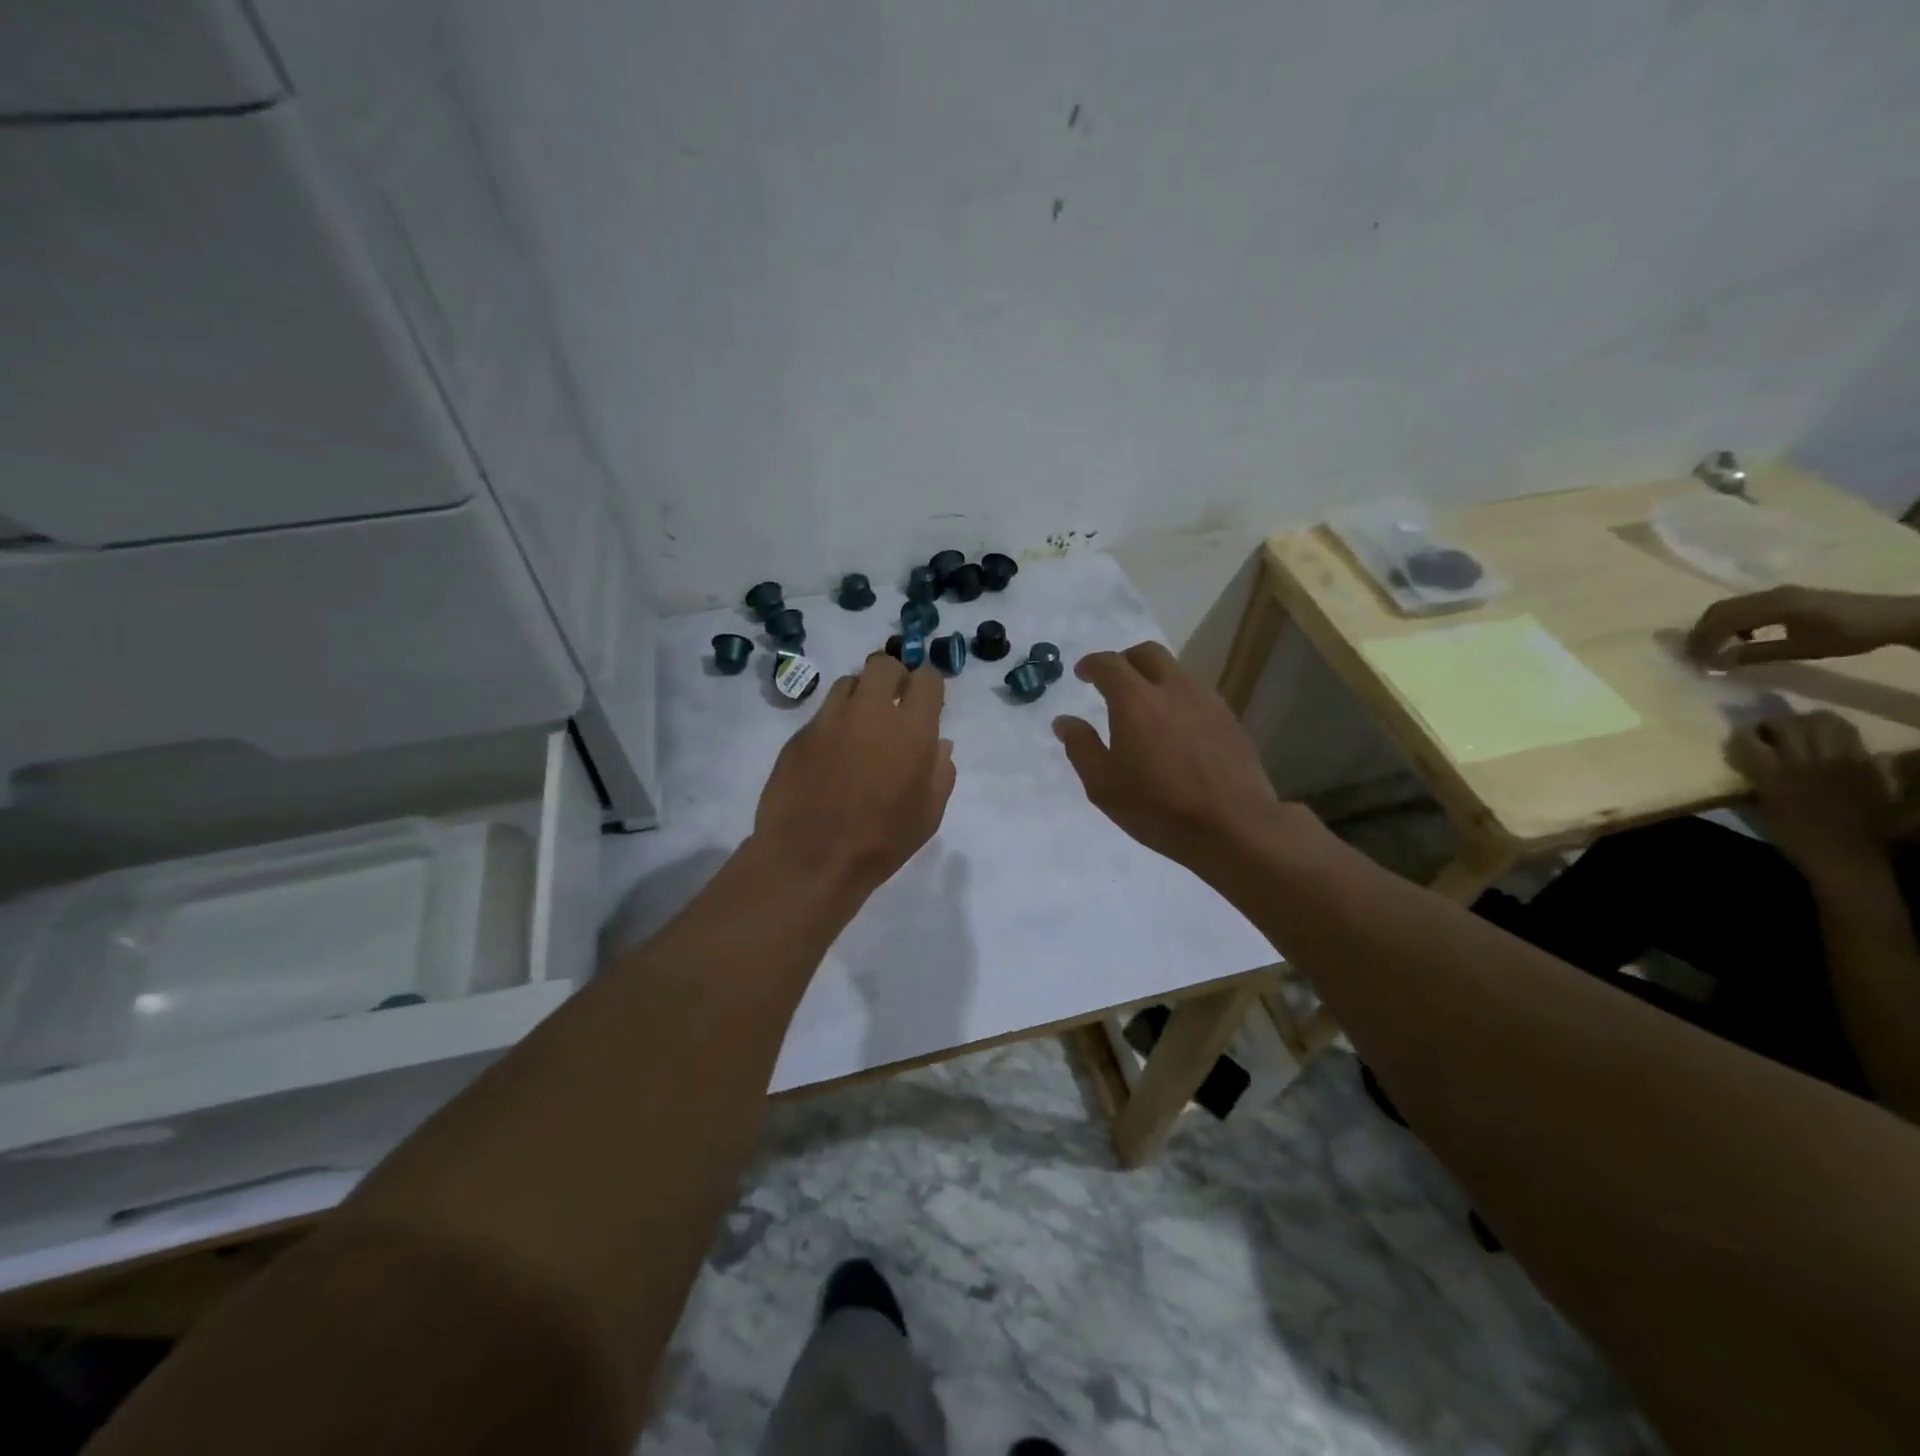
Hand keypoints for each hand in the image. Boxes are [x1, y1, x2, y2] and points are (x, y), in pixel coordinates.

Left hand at [752, 652, 954, 898]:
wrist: (811, 860)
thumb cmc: (882, 841)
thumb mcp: (928, 814)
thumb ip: (941, 771)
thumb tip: (939, 744)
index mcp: (911, 729)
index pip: (926, 678)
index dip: (928, 685)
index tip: (926, 701)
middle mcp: (869, 712)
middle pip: (882, 664)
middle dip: (892, 676)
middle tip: (893, 702)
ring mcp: (829, 720)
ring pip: (848, 683)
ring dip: (860, 697)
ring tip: (860, 728)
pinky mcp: (799, 735)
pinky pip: (822, 714)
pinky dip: (833, 724)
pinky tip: (832, 755)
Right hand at [1052, 642, 1288, 869]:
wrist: (1234, 826)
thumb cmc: (1158, 807)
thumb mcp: (1103, 785)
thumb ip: (1081, 747)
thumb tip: (1064, 721)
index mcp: (1135, 700)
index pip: (1109, 664)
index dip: (1092, 664)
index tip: (1081, 674)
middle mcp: (1173, 688)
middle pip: (1147, 653)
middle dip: (1125, 660)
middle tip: (1113, 681)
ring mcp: (1207, 700)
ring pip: (1176, 671)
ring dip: (1154, 678)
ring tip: (1144, 706)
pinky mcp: (1229, 718)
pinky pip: (1196, 693)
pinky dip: (1177, 698)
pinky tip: (1174, 727)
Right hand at [1685, 587, 1919, 667]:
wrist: (1891, 618)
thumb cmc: (1848, 636)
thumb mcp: (1802, 649)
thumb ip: (1757, 654)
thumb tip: (1717, 663)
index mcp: (1774, 606)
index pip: (1723, 620)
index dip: (1703, 640)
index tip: (1695, 660)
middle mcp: (1771, 594)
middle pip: (1720, 610)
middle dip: (1702, 632)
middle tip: (1695, 654)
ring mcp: (1777, 593)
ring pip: (1729, 607)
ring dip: (1715, 626)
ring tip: (1714, 648)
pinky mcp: (1783, 596)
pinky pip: (1744, 605)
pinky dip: (1731, 621)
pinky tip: (1742, 637)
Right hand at [1727, 711, 1893, 880]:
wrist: (1847, 856)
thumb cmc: (1794, 838)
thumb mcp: (1762, 811)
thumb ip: (1755, 783)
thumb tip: (1747, 764)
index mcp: (1776, 776)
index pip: (1751, 741)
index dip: (1742, 734)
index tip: (1738, 736)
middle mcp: (1807, 763)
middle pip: (1789, 725)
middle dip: (1775, 723)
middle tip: (1768, 730)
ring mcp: (1840, 762)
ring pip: (1825, 723)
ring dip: (1808, 722)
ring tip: (1800, 729)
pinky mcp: (1865, 767)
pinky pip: (1851, 739)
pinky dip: (1837, 734)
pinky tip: (1827, 742)